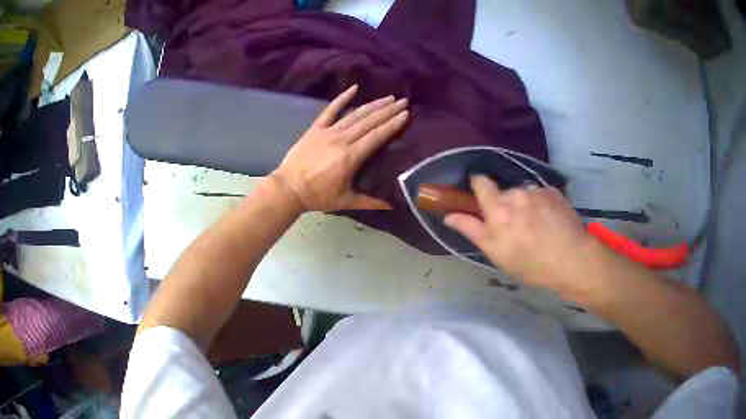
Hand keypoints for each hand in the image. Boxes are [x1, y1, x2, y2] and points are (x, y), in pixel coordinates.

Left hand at [271, 85, 408, 211]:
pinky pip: (330, 110)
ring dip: (373, 105)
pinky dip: (342, 98)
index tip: (406, 114)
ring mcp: (328, 131)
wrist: (288, 188)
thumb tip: (394, 205)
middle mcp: (342, 139)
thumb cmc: (317, 196)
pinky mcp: (316, 128)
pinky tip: (354, 88)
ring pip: (355, 114)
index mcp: (351, 157)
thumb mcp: (345, 201)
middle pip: (369, 121)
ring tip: (388, 97)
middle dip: (388, 110)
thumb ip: (370, 202)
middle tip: (403, 101)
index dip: (392, 124)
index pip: (377, 136)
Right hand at [444, 176, 597, 291]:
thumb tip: (449, 215)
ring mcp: (538, 191)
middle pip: (504, 192)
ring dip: (525, 205)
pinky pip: (541, 195)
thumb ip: (471, 230)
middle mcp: (517, 193)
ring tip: (536, 227)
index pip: (481, 182)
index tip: (481, 197)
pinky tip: (549, 223)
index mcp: (498, 208)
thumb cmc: (530, 262)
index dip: (478, 185)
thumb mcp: (495, 252)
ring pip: (524, 194)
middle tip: (515, 228)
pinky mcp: (554, 193)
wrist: (571, 259)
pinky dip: (541, 205)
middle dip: (505, 205)